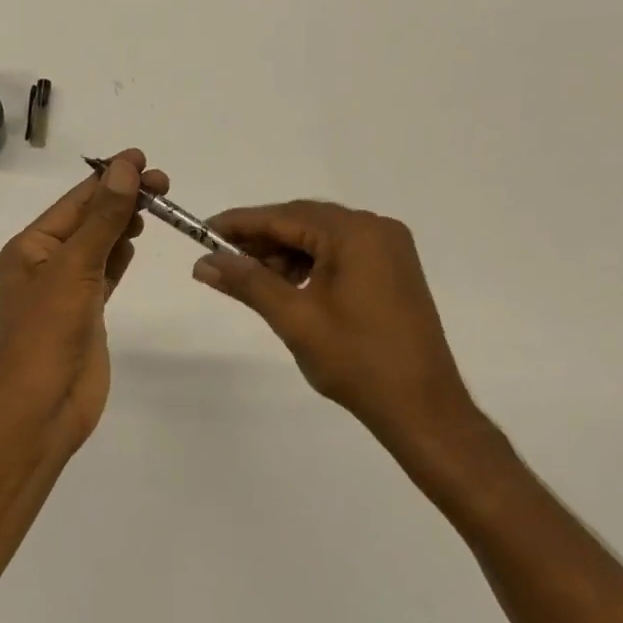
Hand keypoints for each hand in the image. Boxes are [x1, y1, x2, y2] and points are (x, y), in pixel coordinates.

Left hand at [0, 149, 166, 457]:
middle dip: (120, 199)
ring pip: (98, 246)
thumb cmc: (48, 333)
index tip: (142, 158)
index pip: (74, 202)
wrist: (43, 407)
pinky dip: (119, 257)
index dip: (108, 178)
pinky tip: (134, 242)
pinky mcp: (85, 314)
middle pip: (87, 221)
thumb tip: (125, 169)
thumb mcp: (75, 268)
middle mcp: (43, 265)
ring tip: (153, 205)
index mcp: (28, 249)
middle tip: (162, 184)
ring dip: (121, 224)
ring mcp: (64, 291)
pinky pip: (104, 274)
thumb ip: (103, 219)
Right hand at [192, 201, 479, 448]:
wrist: (421, 406)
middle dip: (261, 239)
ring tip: (253, 281)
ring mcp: (389, 249)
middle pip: (304, 221)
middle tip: (221, 260)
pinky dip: (310, 264)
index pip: (284, 216)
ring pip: (322, 238)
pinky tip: (289, 287)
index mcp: (355, 233)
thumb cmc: (356, 360)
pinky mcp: (393, 270)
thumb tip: (203, 263)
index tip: (201, 232)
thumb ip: (248, 283)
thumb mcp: (294, 318)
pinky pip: (341, 253)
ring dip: (285, 253)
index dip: (239, 223)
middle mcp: (376, 228)